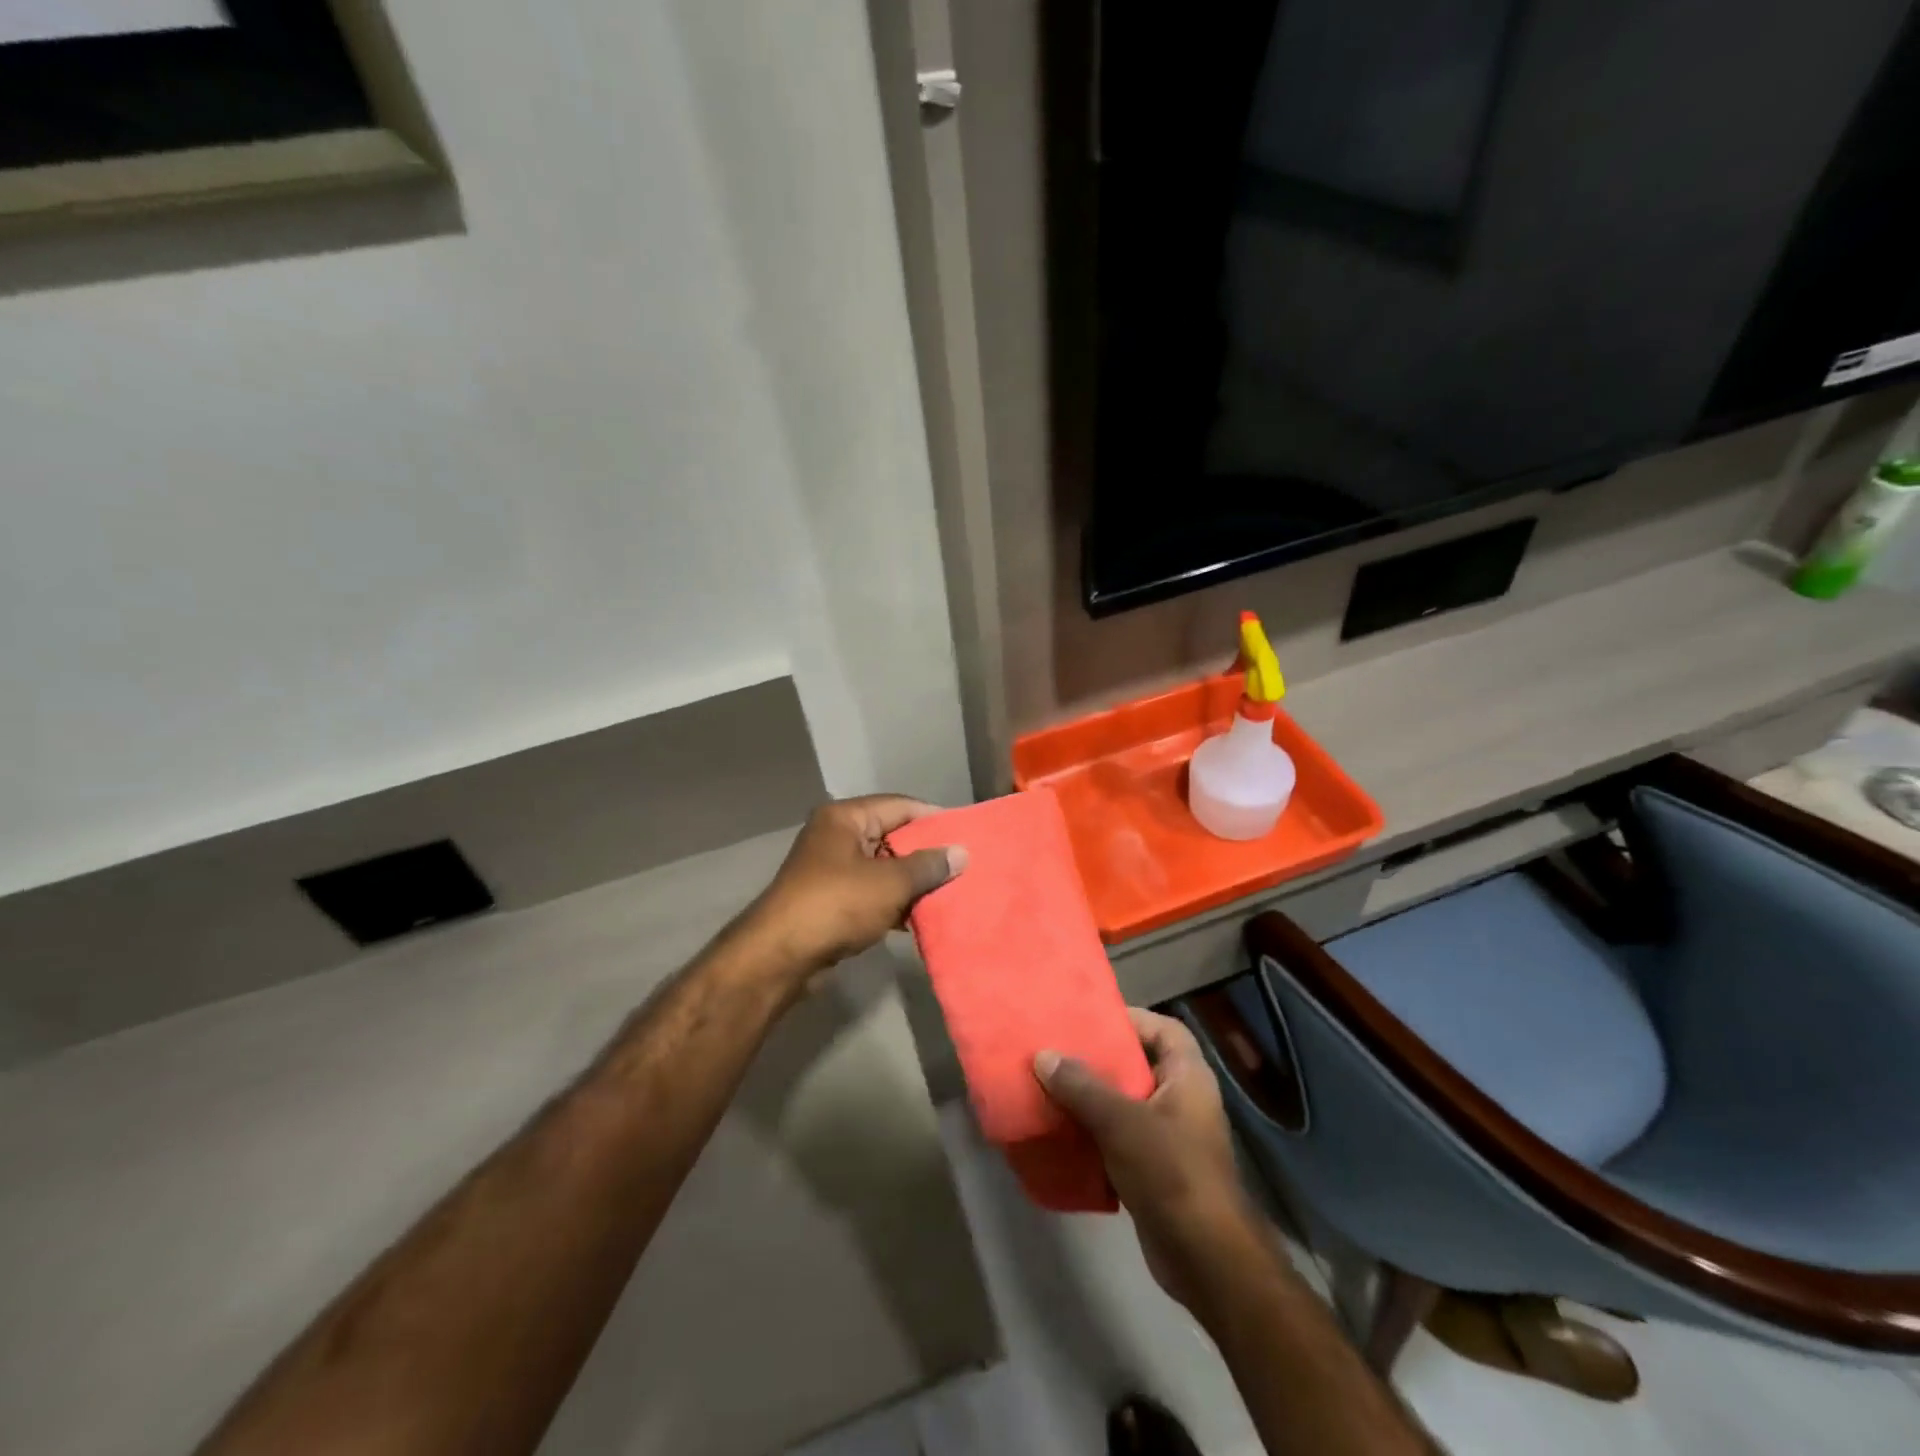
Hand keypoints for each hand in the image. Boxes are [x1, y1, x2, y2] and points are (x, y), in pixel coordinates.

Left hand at [744, 795, 966, 980]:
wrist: (780, 956)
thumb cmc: (836, 905)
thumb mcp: (890, 883)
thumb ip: (928, 866)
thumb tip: (962, 853)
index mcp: (845, 818)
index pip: (900, 806)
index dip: (935, 819)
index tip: (968, 835)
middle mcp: (836, 835)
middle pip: (892, 835)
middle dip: (926, 853)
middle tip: (964, 866)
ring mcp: (831, 869)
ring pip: (883, 867)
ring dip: (912, 881)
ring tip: (951, 892)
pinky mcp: (830, 900)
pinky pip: (872, 891)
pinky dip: (894, 901)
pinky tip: (922, 916)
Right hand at [1036, 1008, 1264, 1312]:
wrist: (1206, 1259)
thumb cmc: (1172, 1172)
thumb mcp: (1121, 1122)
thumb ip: (1082, 1086)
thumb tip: (1044, 1055)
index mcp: (1188, 1077)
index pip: (1163, 1029)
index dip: (1131, 1019)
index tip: (1090, 1020)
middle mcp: (1183, 1101)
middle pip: (1139, 1066)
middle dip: (1100, 1061)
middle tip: (1059, 1052)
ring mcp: (1172, 1138)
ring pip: (1126, 1105)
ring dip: (1092, 1100)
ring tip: (1051, 1089)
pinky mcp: (1157, 1171)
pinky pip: (1120, 1140)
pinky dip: (1095, 1135)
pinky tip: (1062, 1135)